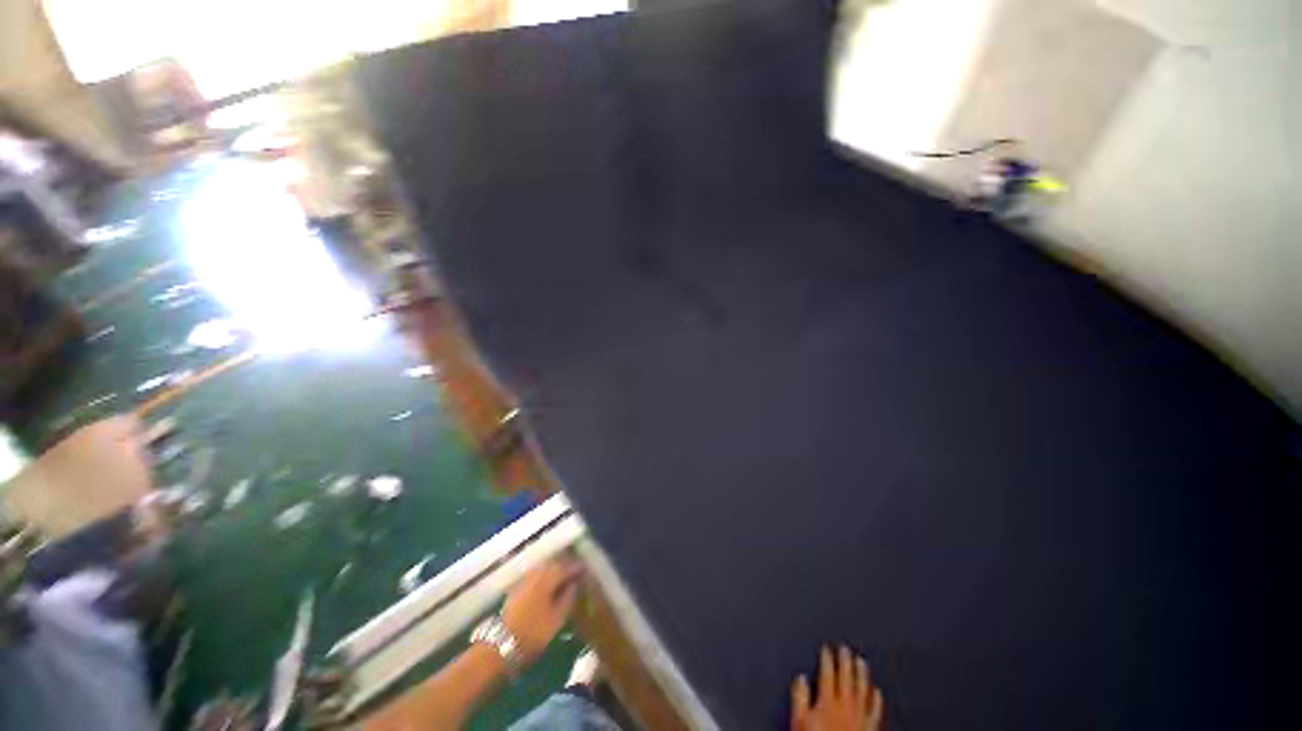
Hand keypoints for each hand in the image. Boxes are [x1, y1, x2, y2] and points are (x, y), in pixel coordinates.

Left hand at [501, 555, 583, 662]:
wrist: (499, 646)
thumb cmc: (533, 634)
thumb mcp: (557, 620)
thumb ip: (568, 599)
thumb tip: (574, 584)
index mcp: (547, 579)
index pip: (565, 567)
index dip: (576, 568)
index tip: (585, 569)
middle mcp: (535, 575)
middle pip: (552, 564)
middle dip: (564, 565)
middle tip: (575, 571)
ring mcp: (523, 582)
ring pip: (542, 569)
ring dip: (553, 570)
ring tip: (563, 577)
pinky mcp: (515, 591)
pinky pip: (534, 576)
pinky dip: (543, 577)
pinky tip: (547, 585)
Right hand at [791, 646, 883, 730]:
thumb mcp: (799, 720)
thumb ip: (800, 698)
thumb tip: (801, 678)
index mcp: (827, 702)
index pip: (827, 675)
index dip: (826, 660)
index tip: (827, 648)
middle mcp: (845, 706)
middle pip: (846, 679)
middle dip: (845, 662)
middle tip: (845, 648)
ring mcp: (859, 717)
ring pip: (862, 691)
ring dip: (861, 675)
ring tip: (861, 661)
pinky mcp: (870, 729)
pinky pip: (875, 712)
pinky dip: (877, 701)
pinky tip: (878, 691)